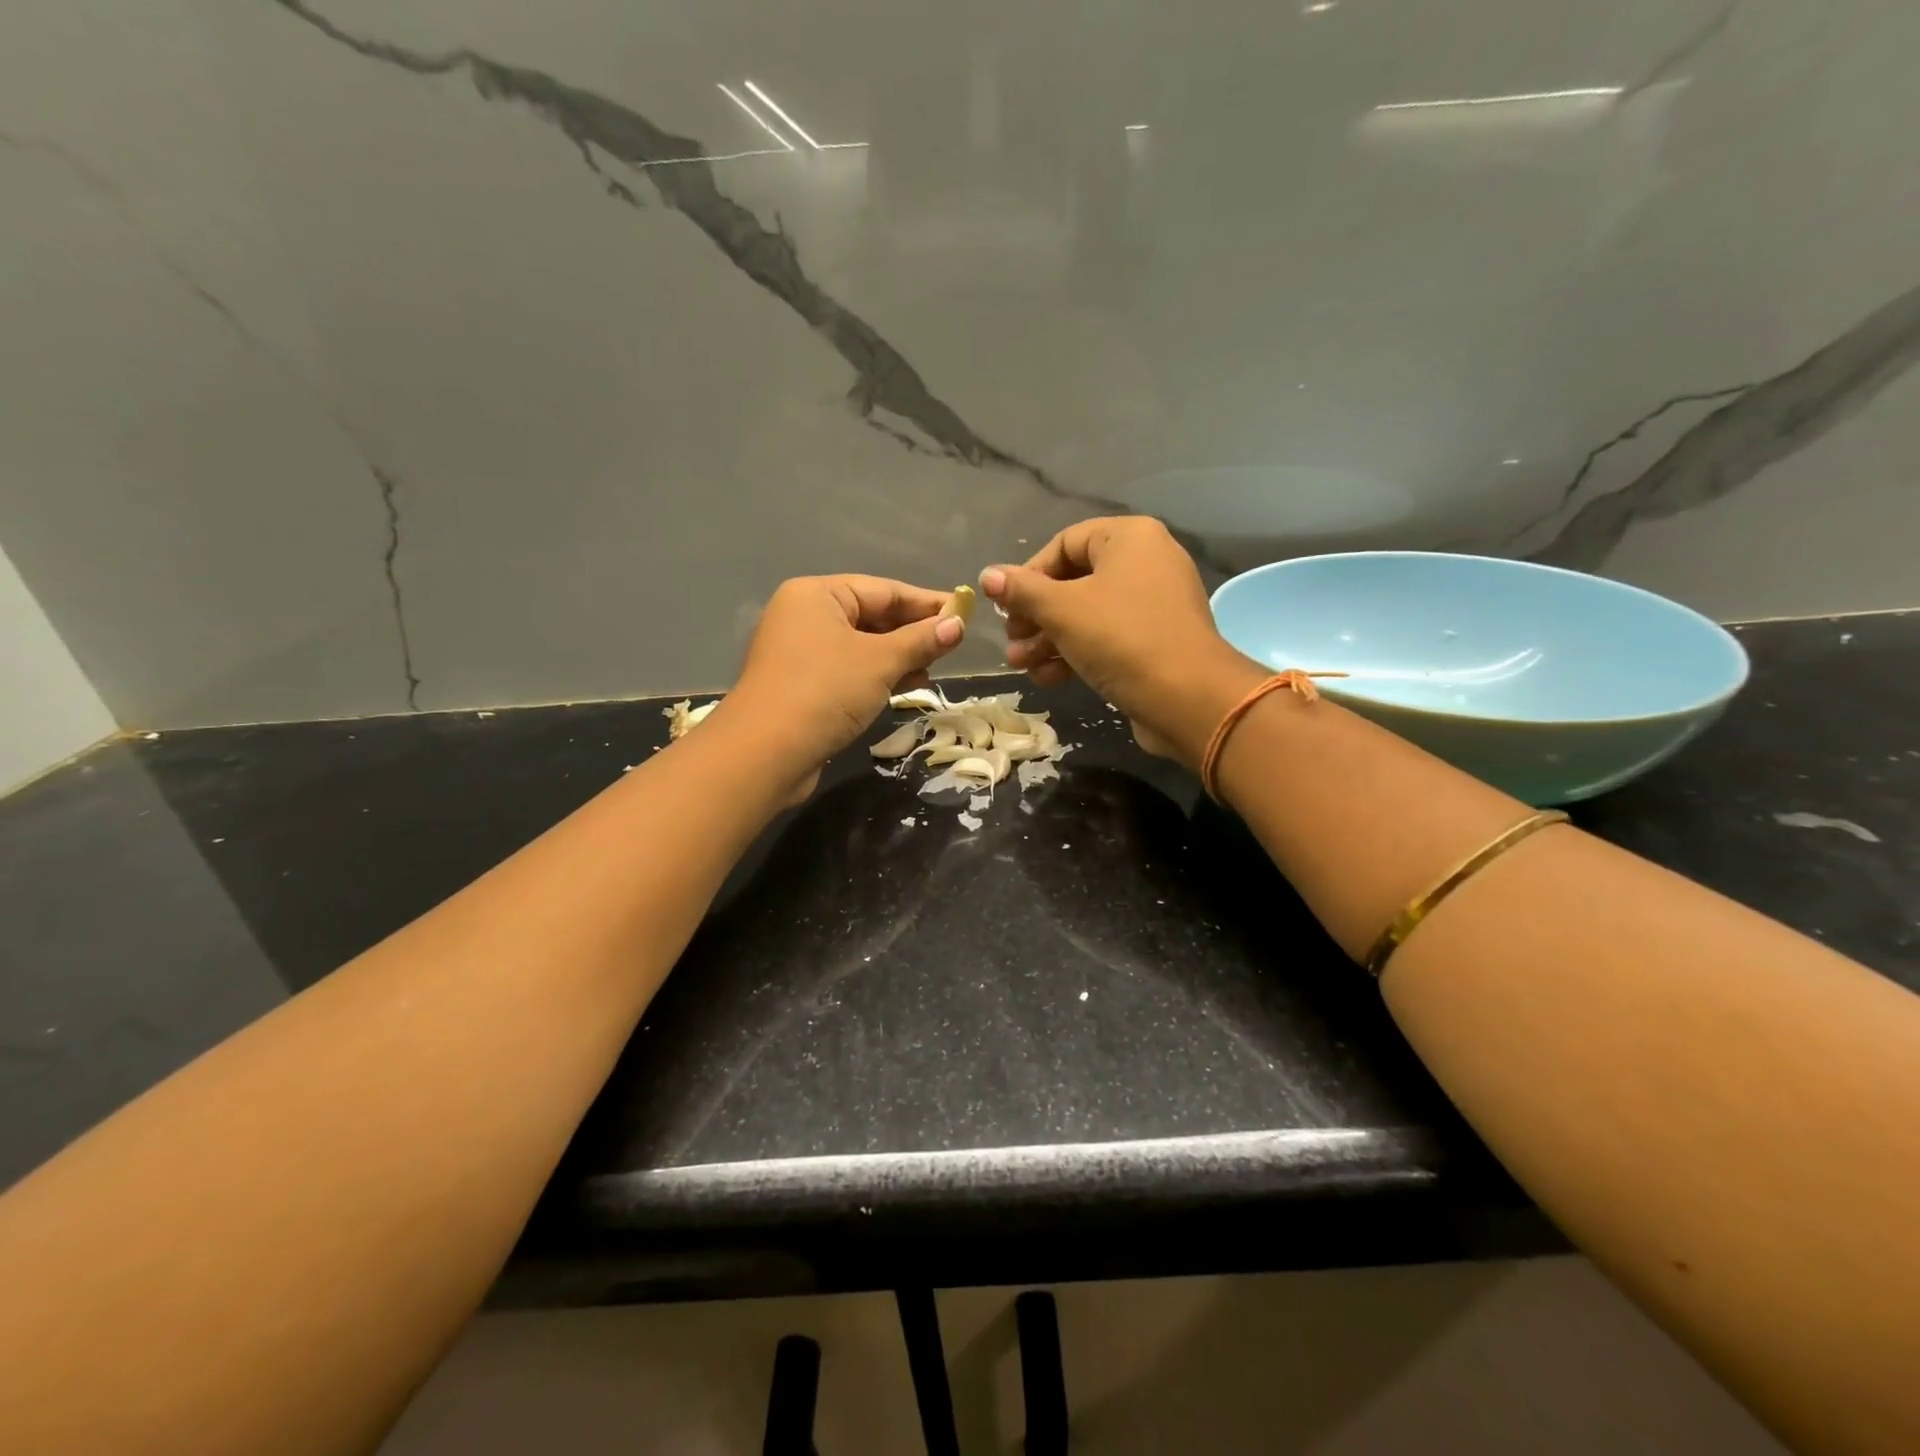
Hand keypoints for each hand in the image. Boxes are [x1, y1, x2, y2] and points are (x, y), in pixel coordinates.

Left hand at [725, 575, 964, 800]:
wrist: (765, 754)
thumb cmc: (825, 692)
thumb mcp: (880, 662)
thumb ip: (921, 640)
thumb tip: (958, 624)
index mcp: (817, 594)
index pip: (884, 589)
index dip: (926, 602)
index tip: (964, 613)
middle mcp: (805, 616)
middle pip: (872, 615)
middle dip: (913, 632)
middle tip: (953, 644)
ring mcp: (801, 652)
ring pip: (862, 646)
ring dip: (899, 656)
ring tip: (932, 669)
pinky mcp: (803, 685)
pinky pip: (850, 669)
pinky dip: (878, 675)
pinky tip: (906, 686)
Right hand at [980, 517, 1261, 763]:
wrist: (1187, 698)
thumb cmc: (1121, 638)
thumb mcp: (1062, 610)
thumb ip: (1022, 590)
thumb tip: (988, 575)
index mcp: (1129, 538)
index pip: (1065, 543)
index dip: (1029, 574)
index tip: (1006, 606)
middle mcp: (1146, 562)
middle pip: (1074, 581)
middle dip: (1035, 615)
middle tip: (1011, 640)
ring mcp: (1153, 604)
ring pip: (1087, 614)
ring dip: (1048, 639)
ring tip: (1021, 665)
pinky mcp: (1154, 641)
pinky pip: (1107, 637)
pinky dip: (1076, 653)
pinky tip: (1049, 678)